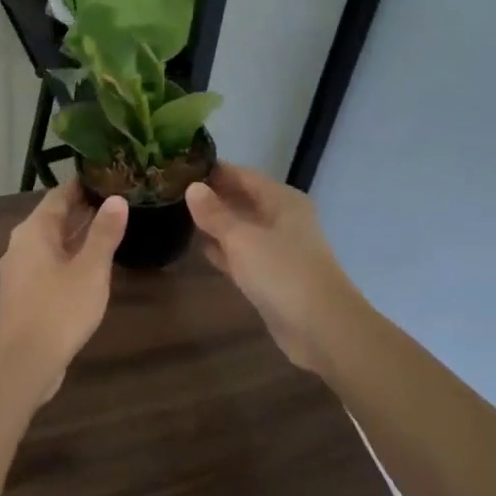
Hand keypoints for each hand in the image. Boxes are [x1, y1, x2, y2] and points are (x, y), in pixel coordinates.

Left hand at [0, 186, 128, 400]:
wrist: (24, 361)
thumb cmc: (60, 308)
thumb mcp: (91, 268)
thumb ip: (104, 233)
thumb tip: (116, 199)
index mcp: (34, 231)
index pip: (58, 196)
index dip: (81, 186)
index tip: (105, 176)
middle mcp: (21, 245)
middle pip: (52, 218)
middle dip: (81, 210)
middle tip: (114, 200)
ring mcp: (19, 271)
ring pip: (50, 243)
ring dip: (75, 235)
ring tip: (107, 229)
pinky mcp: (23, 294)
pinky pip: (47, 264)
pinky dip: (67, 257)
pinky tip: (88, 266)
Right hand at [186, 163, 363, 377]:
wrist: (322, 328)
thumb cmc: (283, 272)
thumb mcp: (242, 239)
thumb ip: (215, 214)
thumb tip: (192, 187)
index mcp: (282, 200)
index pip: (243, 175)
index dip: (215, 171)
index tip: (182, 167)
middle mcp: (283, 219)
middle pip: (244, 200)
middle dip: (214, 196)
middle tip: (174, 192)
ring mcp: (279, 249)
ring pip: (243, 228)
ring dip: (217, 224)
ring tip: (180, 215)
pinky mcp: (273, 277)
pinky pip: (244, 254)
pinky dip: (225, 250)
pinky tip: (201, 249)